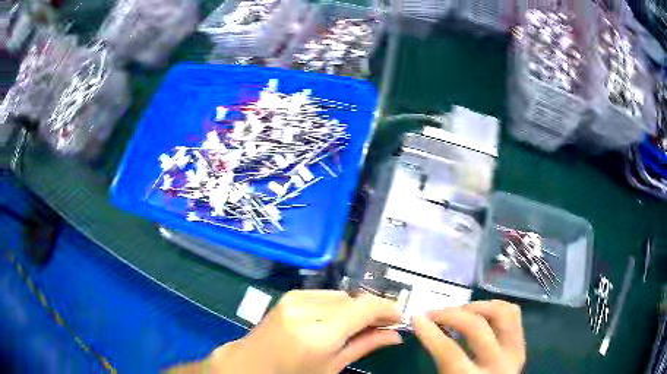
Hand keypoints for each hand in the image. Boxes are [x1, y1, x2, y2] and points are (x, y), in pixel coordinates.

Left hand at [210, 290, 402, 373]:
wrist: (250, 364)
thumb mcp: (331, 367)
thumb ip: (364, 346)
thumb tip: (395, 335)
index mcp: (318, 334)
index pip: (364, 307)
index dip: (387, 308)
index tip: (399, 318)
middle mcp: (307, 310)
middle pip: (355, 299)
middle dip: (372, 311)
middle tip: (382, 326)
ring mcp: (295, 299)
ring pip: (342, 295)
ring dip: (355, 308)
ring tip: (359, 325)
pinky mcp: (290, 295)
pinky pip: (325, 295)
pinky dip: (339, 305)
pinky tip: (338, 320)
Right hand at [413, 300, 525, 373]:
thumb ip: (439, 359)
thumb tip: (424, 327)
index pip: (450, 352)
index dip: (431, 333)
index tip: (416, 318)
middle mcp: (499, 363)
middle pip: (477, 327)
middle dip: (451, 314)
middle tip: (433, 313)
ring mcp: (515, 351)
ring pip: (502, 313)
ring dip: (477, 307)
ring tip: (458, 311)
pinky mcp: (521, 344)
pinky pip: (512, 314)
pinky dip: (495, 307)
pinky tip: (479, 313)